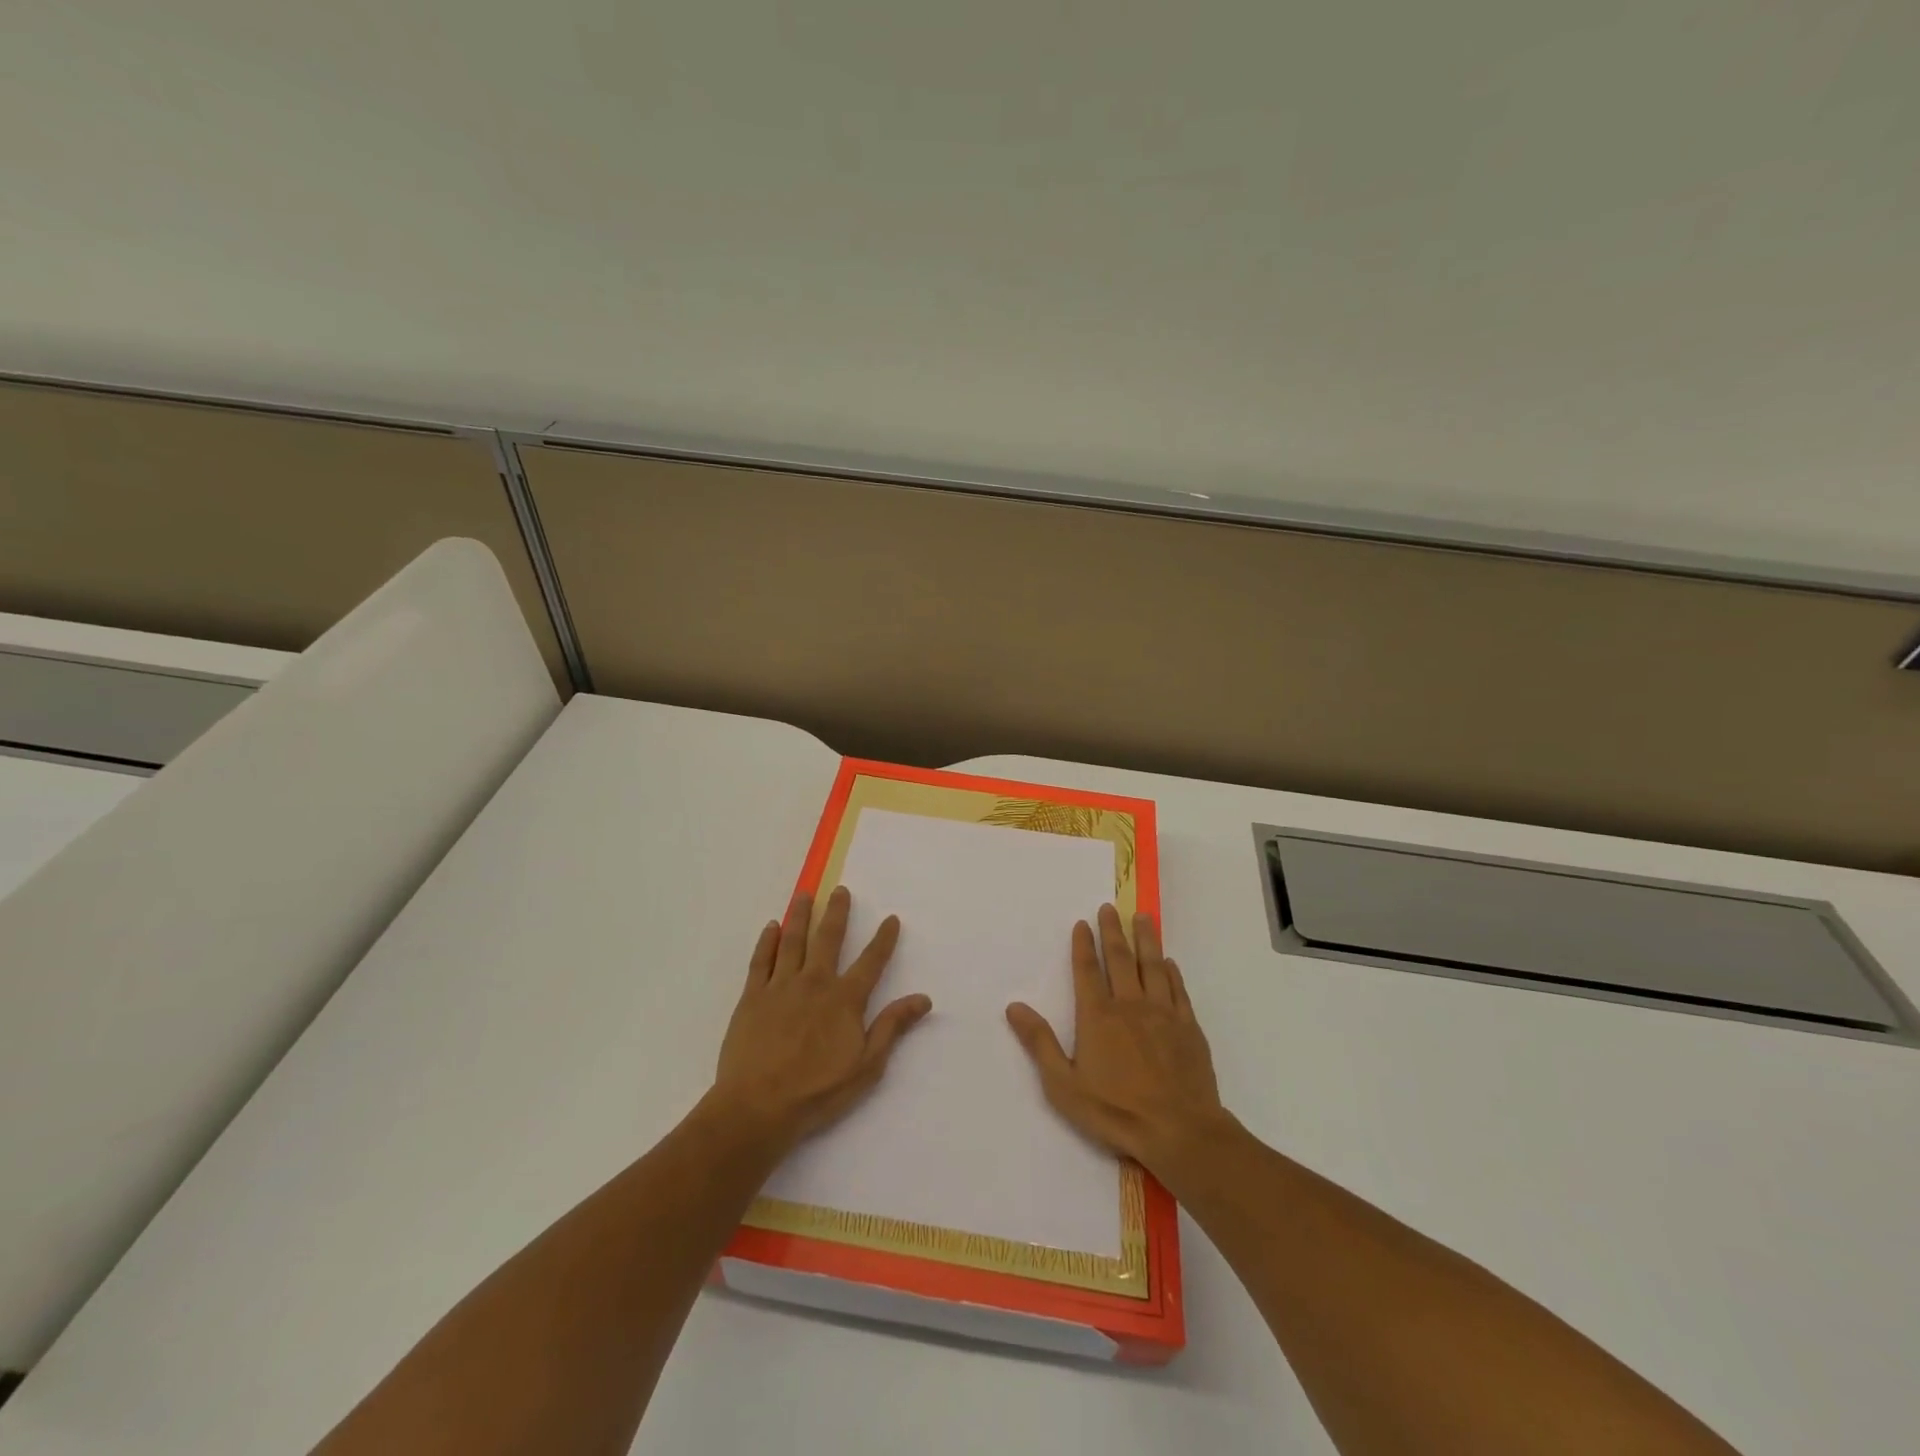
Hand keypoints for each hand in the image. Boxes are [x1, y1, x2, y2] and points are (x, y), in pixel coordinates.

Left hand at [713, 886, 931, 1147]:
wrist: (757, 1107)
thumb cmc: (817, 1092)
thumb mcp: (866, 1066)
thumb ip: (892, 1027)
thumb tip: (923, 999)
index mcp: (844, 999)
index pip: (871, 962)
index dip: (883, 939)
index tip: (891, 919)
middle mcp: (814, 983)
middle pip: (828, 938)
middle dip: (837, 912)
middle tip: (841, 891)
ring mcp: (780, 986)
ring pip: (793, 940)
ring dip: (800, 915)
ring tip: (804, 894)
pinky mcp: (752, 997)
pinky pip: (761, 960)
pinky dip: (767, 941)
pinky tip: (771, 927)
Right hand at [1006, 903, 1224, 1175]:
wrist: (1180, 1131)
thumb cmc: (1115, 1110)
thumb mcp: (1064, 1084)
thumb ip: (1040, 1043)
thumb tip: (1014, 1006)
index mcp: (1098, 1016)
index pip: (1088, 970)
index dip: (1083, 945)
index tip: (1083, 922)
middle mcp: (1130, 1005)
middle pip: (1121, 959)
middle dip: (1113, 931)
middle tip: (1110, 907)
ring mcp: (1163, 1014)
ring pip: (1152, 966)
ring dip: (1146, 939)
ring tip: (1142, 917)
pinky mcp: (1188, 1028)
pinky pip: (1178, 990)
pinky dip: (1171, 973)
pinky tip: (1169, 962)